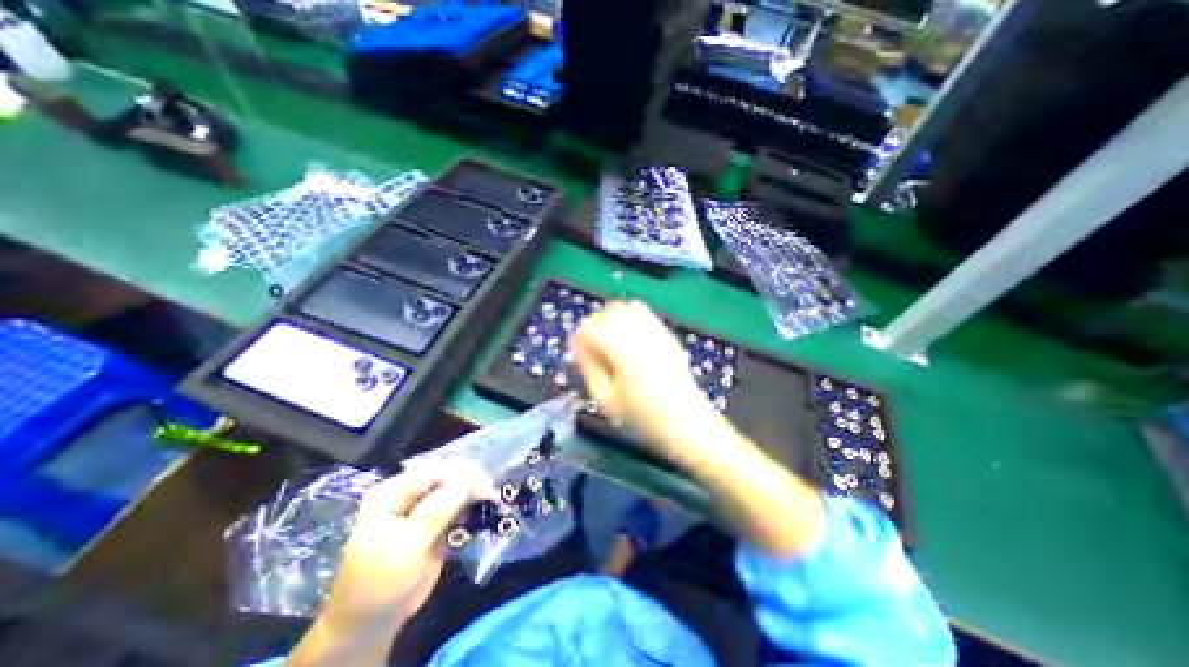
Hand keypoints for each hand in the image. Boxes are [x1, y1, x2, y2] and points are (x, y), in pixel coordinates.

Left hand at [320, 464, 491, 634]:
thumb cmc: (380, 585)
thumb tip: (467, 482)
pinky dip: (472, 505)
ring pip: (455, 488)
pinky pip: (458, 504)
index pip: (433, 472)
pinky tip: (482, 511)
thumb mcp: (405, 547)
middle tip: (492, 496)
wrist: (372, 624)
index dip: (461, 476)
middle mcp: (408, 492)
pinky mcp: (435, 520)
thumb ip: (436, 511)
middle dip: (471, 482)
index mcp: (392, 492)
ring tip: (491, 503)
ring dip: (474, 493)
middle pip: (446, 476)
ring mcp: (423, 506)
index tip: (485, 489)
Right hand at [570, 302, 823, 558]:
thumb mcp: (606, 400)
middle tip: (591, 350)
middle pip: (607, 312)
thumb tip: (579, 348)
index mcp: (622, 351)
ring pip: (625, 308)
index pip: (590, 327)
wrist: (687, 424)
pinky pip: (643, 314)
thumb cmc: (644, 418)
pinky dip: (628, 320)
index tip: (577, 354)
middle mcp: (639, 334)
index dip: (579, 339)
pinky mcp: (666, 335)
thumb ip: (589, 368)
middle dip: (593, 327)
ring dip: (611, 321)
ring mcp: (656, 332)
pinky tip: (628, 341)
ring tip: (608, 343)